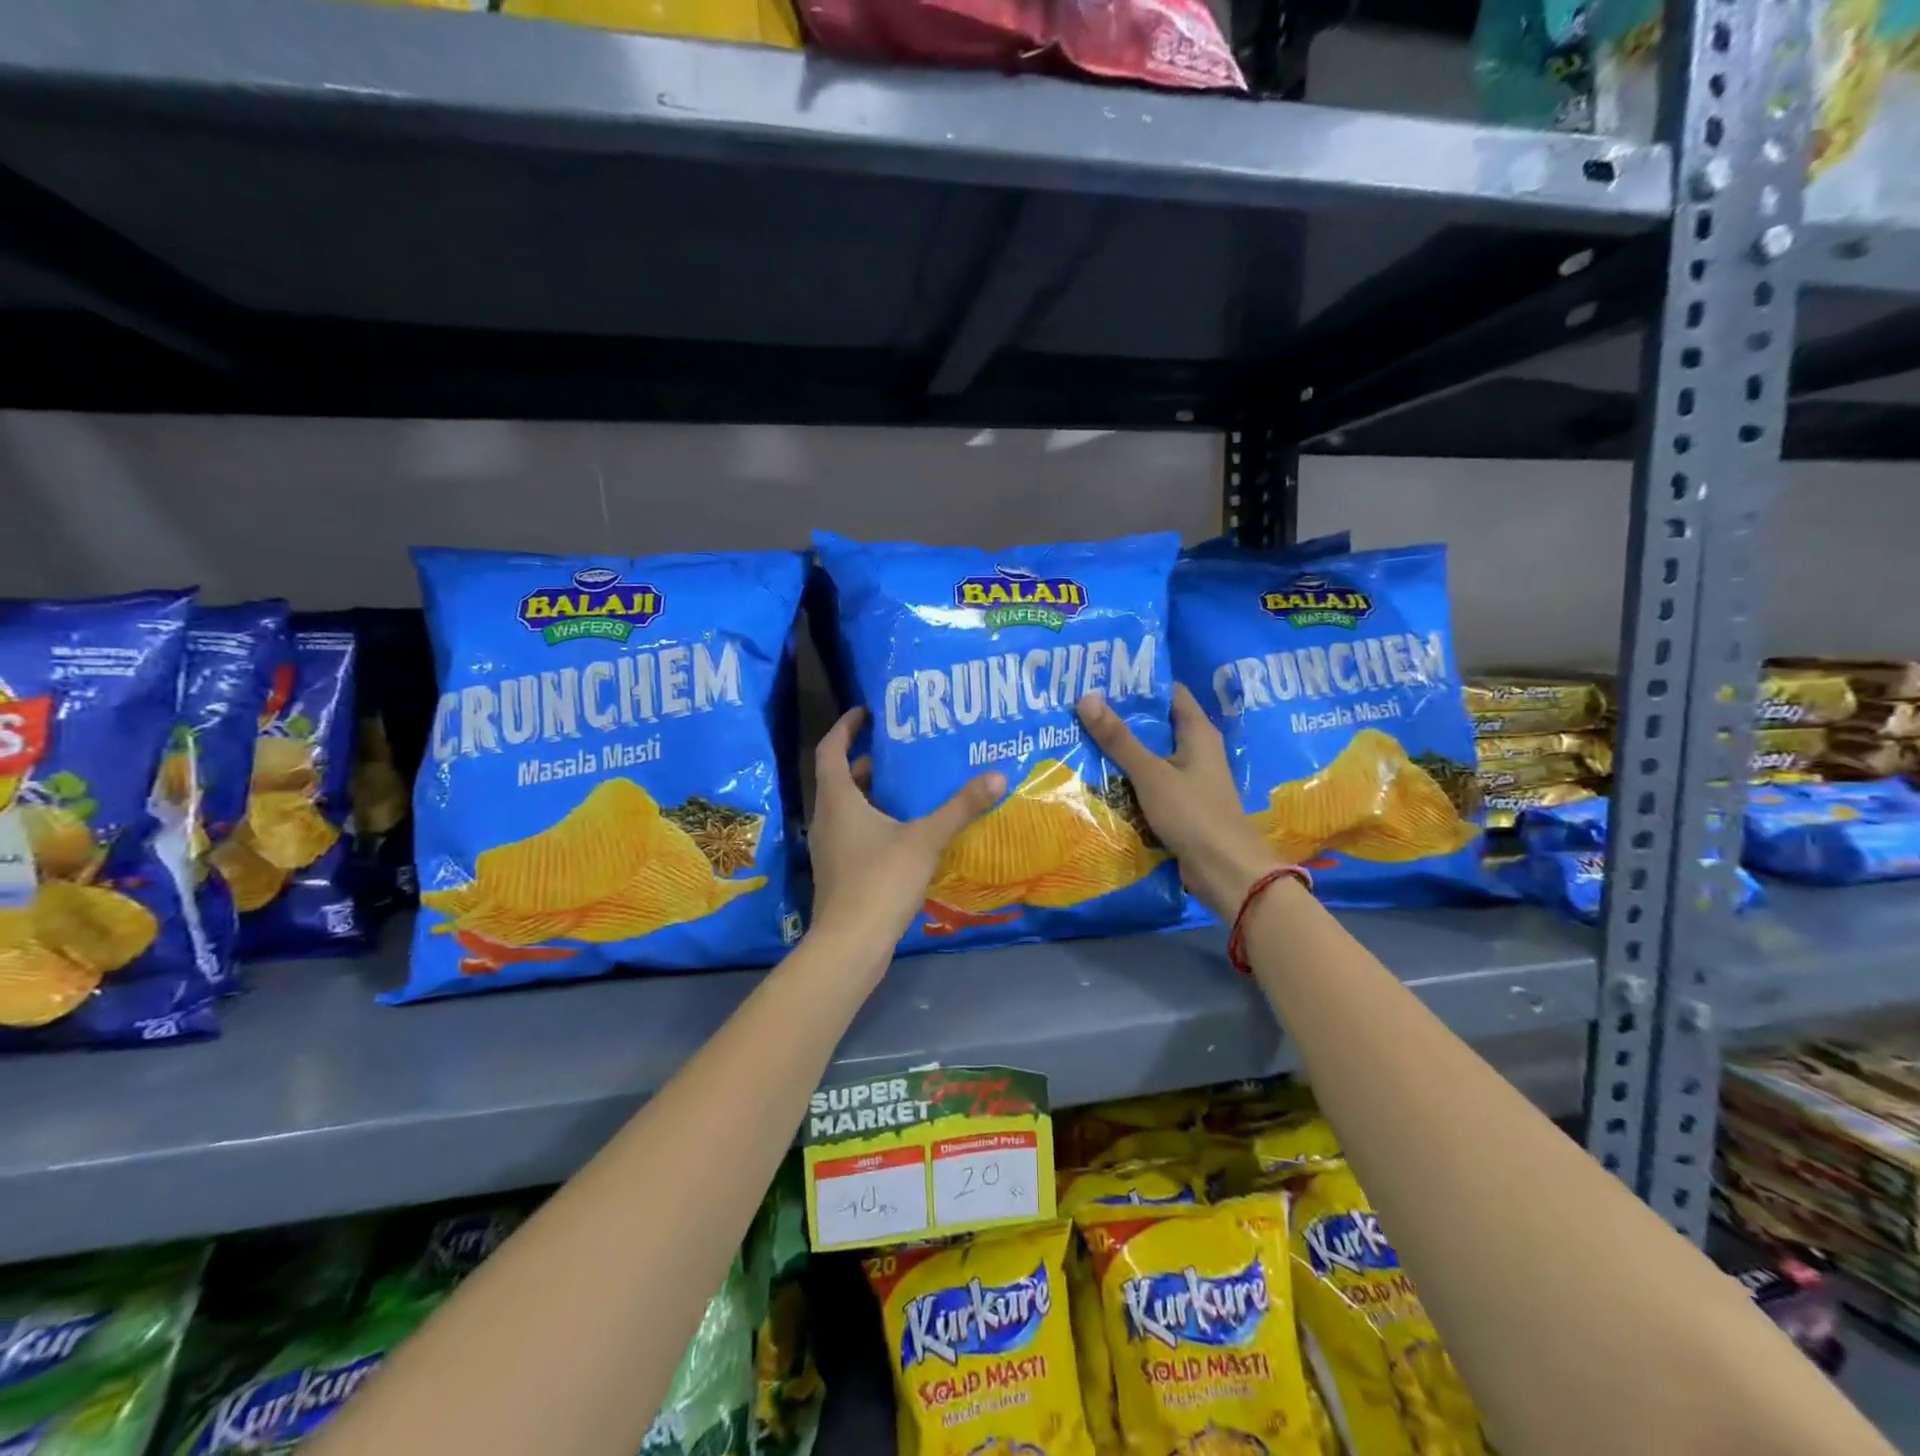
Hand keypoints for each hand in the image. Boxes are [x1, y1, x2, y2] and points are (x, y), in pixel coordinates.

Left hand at [806, 707, 1005, 971]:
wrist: (850, 944)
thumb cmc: (880, 881)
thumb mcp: (925, 839)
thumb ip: (960, 808)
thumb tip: (997, 775)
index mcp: (838, 800)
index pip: (830, 749)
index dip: (845, 727)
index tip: (866, 711)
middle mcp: (827, 818)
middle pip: (840, 778)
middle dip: (865, 760)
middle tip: (899, 748)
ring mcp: (830, 848)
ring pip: (848, 808)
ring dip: (871, 792)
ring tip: (908, 784)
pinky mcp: (840, 872)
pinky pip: (854, 832)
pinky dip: (875, 821)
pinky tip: (906, 830)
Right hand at [1077, 684, 1279, 918]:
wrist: (1225, 870)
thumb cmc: (1193, 813)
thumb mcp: (1151, 773)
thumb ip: (1119, 739)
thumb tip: (1087, 697)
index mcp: (1198, 732)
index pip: (1168, 693)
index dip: (1138, 683)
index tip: (1103, 678)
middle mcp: (1196, 750)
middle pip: (1156, 724)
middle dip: (1122, 718)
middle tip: (1081, 708)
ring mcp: (1189, 779)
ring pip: (1150, 755)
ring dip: (1122, 750)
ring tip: (1081, 737)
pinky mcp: (1181, 804)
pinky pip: (1150, 783)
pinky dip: (1129, 778)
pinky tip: (1098, 777)